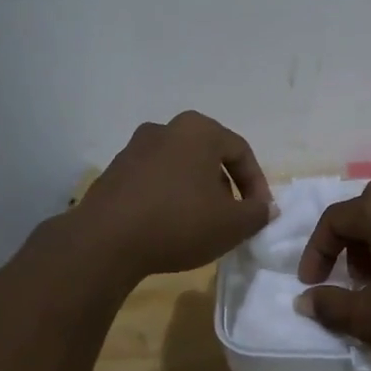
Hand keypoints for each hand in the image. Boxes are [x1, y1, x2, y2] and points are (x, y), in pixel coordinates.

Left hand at [74, 112, 274, 279]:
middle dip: (226, 187)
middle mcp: (166, 129)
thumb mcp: (232, 224)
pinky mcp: (114, 172)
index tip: (260, 213)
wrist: (105, 241)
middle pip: (209, 157)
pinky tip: (169, 227)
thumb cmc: (179, 222)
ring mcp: (135, 148)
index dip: (257, 185)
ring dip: (197, 193)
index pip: (241, 152)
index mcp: (198, 130)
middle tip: (232, 218)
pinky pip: (154, 181)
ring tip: (201, 225)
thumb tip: (265, 208)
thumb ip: (257, 213)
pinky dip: (169, 198)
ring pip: (180, 168)